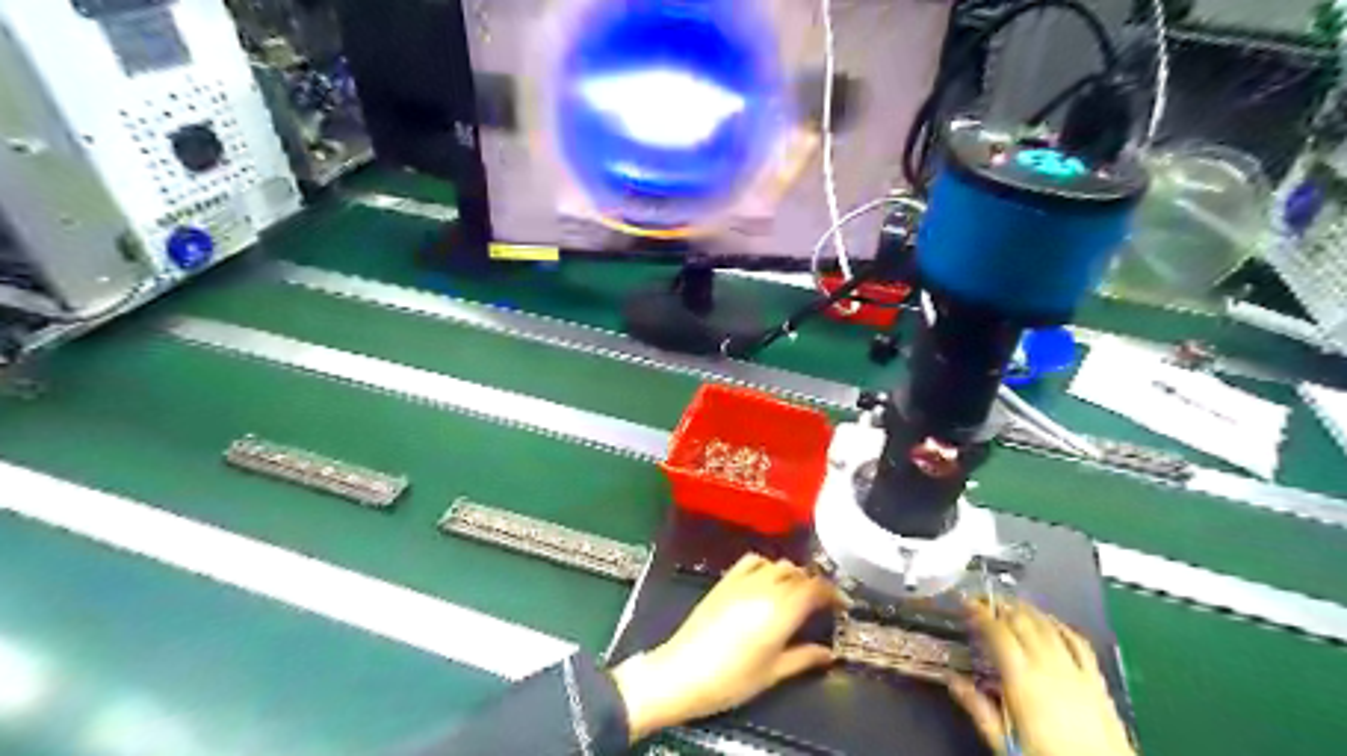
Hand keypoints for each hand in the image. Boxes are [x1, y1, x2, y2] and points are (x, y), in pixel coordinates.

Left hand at [613, 552, 839, 741]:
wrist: (683, 671)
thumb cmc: (732, 679)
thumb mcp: (773, 673)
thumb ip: (804, 658)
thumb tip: (828, 654)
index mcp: (782, 610)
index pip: (816, 588)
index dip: (833, 593)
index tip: (842, 605)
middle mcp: (765, 587)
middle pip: (799, 573)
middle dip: (815, 584)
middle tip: (821, 603)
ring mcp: (743, 580)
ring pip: (778, 564)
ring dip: (793, 574)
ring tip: (796, 592)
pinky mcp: (725, 580)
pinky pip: (752, 560)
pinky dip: (766, 564)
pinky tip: (767, 578)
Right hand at [945, 602, 1132, 754]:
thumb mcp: (1005, 741)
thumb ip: (978, 708)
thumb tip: (951, 680)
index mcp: (1021, 679)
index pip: (997, 632)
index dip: (980, 613)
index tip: (965, 602)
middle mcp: (1048, 666)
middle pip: (1022, 622)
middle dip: (1000, 606)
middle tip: (983, 600)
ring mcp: (1075, 670)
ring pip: (1048, 626)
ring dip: (1027, 610)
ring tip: (1010, 604)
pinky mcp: (1096, 680)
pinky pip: (1078, 641)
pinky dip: (1060, 625)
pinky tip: (1050, 621)